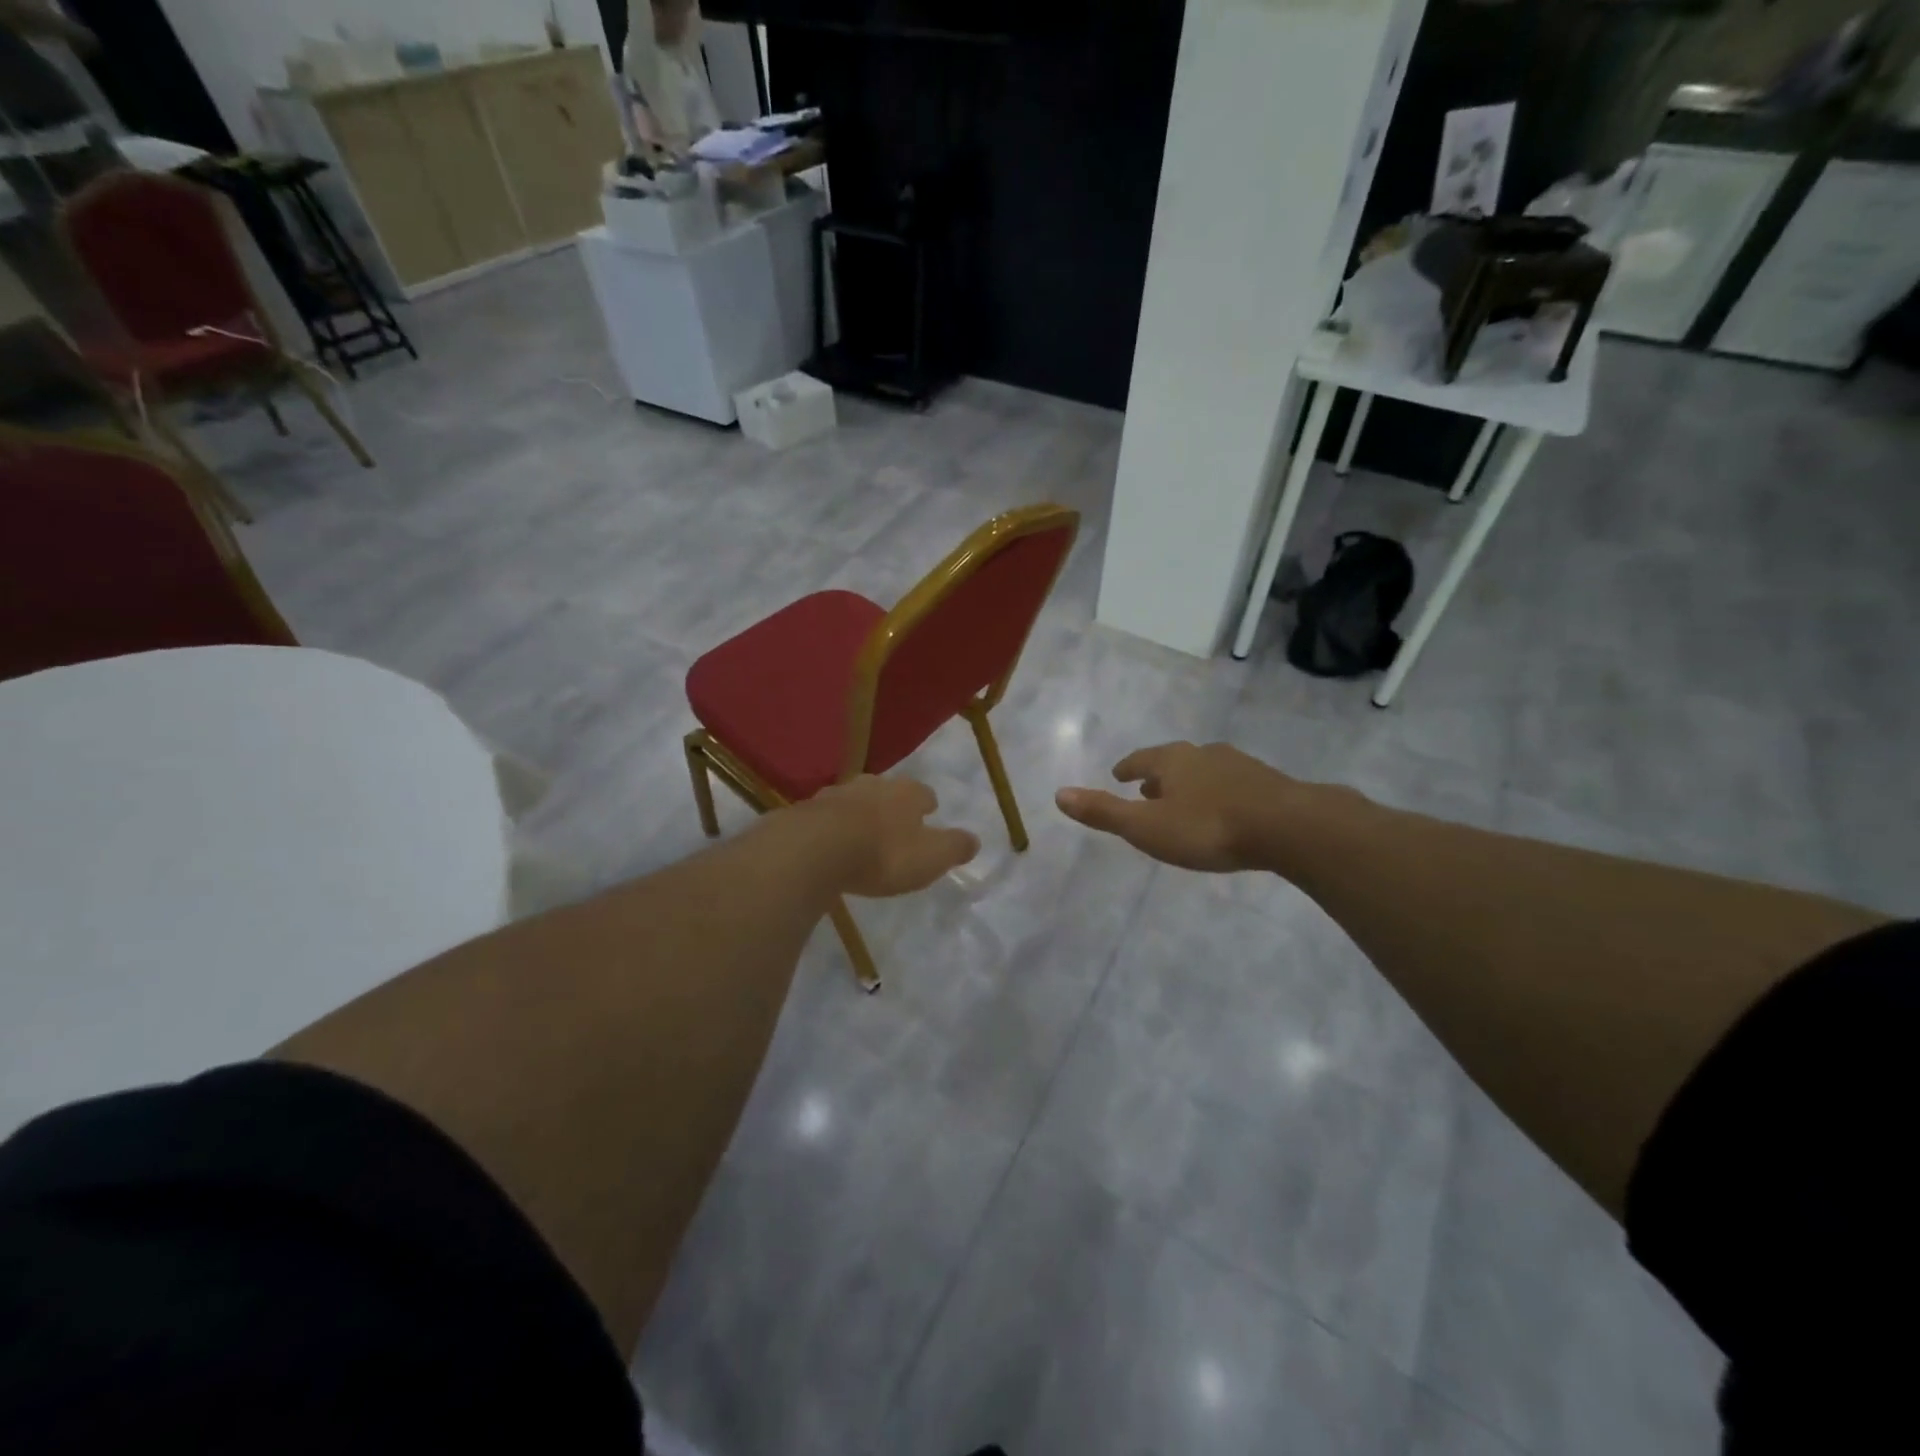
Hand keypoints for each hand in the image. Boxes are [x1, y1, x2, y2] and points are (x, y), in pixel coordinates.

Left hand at [801, 775, 979, 897]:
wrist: (816, 849)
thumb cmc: (883, 853)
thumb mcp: (931, 857)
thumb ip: (954, 847)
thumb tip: (975, 840)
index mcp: (906, 793)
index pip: (923, 793)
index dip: (927, 804)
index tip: (929, 813)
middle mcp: (872, 785)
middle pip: (887, 790)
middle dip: (892, 804)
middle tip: (894, 822)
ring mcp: (836, 794)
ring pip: (854, 799)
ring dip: (859, 813)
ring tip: (861, 832)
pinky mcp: (806, 811)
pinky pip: (825, 816)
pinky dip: (831, 826)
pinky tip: (829, 842)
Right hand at [1055, 741, 1302, 872]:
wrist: (1288, 827)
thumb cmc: (1208, 827)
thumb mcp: (1146, 827)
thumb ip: (1104, 812)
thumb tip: (1059, 794)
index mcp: (1172, 761)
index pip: (1141, 759)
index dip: (1127, 768)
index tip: (1118, 774)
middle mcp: (1204, 754)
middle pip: (1173, 762)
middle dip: (1158, 775)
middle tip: (1147, 789)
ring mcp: (1239, 766)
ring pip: (1204, 771)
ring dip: (1189, 783)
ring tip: (1183, 801)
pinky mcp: (1268, 783)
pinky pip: (1232, 784)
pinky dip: (1218, 793)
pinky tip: (1224, 811)